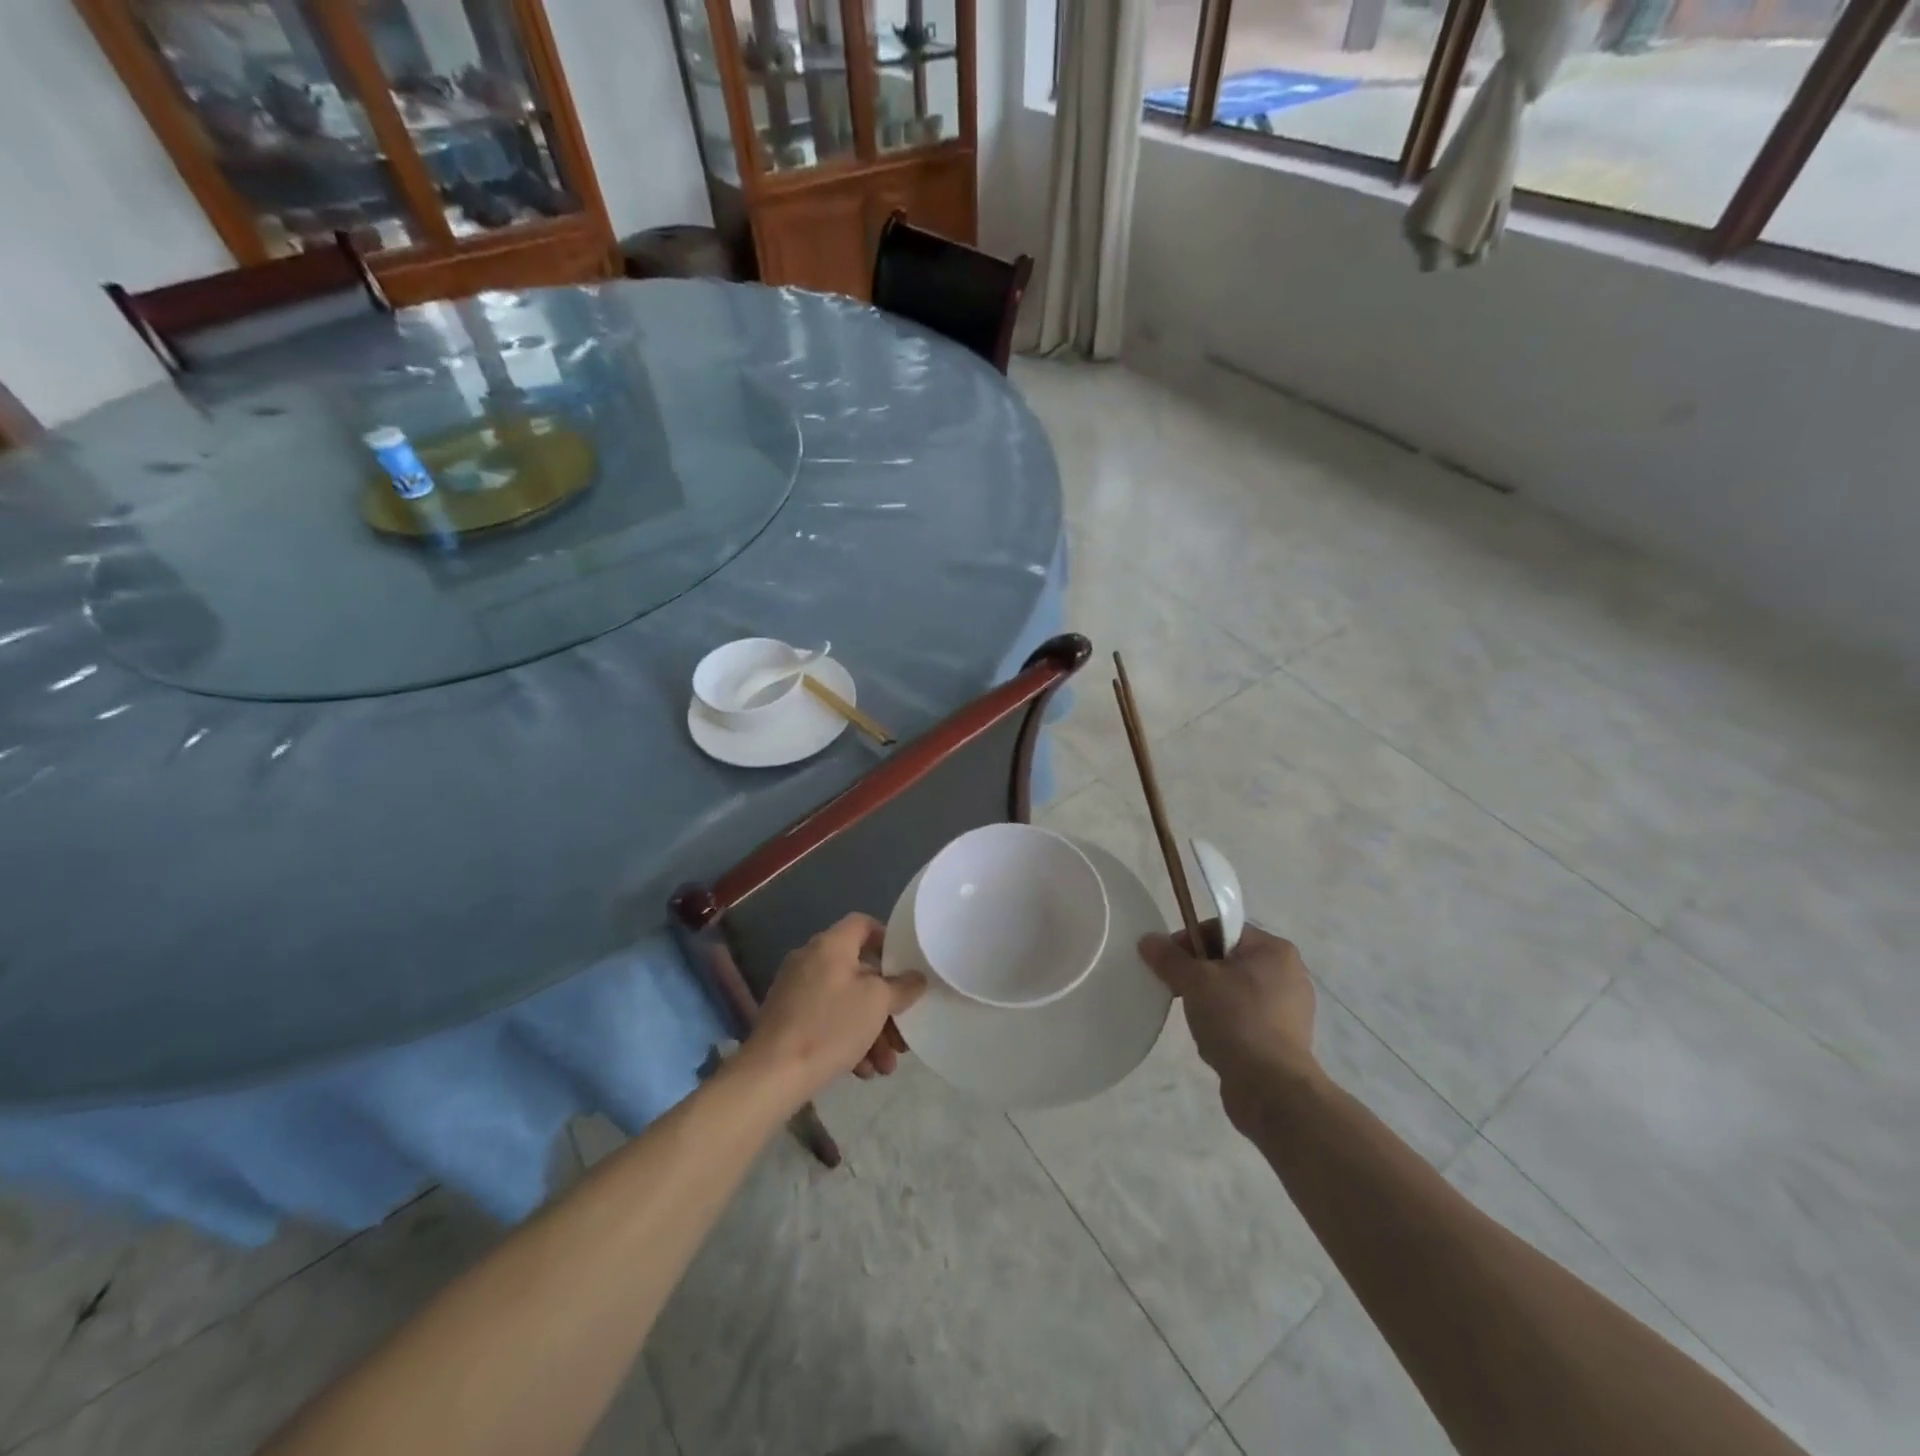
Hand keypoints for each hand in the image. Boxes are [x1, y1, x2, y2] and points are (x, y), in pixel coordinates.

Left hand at [743, 913, 927, 1102]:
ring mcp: (796, 990)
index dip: (887, 939)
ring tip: (885, 1066)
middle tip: (902, 1033)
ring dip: (870, 1030)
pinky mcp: (787, 1019)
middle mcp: (810, 960)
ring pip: (845, 1002)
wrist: (771, 1074)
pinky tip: (861, 1070)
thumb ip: (901, 987)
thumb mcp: (877, 1003)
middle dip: (885, 1005)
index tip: (905, 966)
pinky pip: (826, 1020)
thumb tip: (916, 978)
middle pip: (859, 971)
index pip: (863, 924)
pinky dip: (847, 1039)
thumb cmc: (830, 1027)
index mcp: (830, 945)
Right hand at [1139, 923, 1319, 1128]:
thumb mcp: (1194, 981)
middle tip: (1178, 991)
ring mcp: (1290, 1009)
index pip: (1221, 929)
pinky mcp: (1285, 1039)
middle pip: (1228, 960)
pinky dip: (1227, 1024)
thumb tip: (1147, 940)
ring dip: (1210, 1001)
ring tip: (1197, 1020)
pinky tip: (1214, 1041)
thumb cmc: (1236, 1020)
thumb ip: (1168, 957)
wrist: (1271, 1089)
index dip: (1189, 941)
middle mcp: (1289, 973)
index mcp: (1274, 949)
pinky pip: (1246, 1019)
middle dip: (1198, 974)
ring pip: (1235, 991)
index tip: (1168, 963)